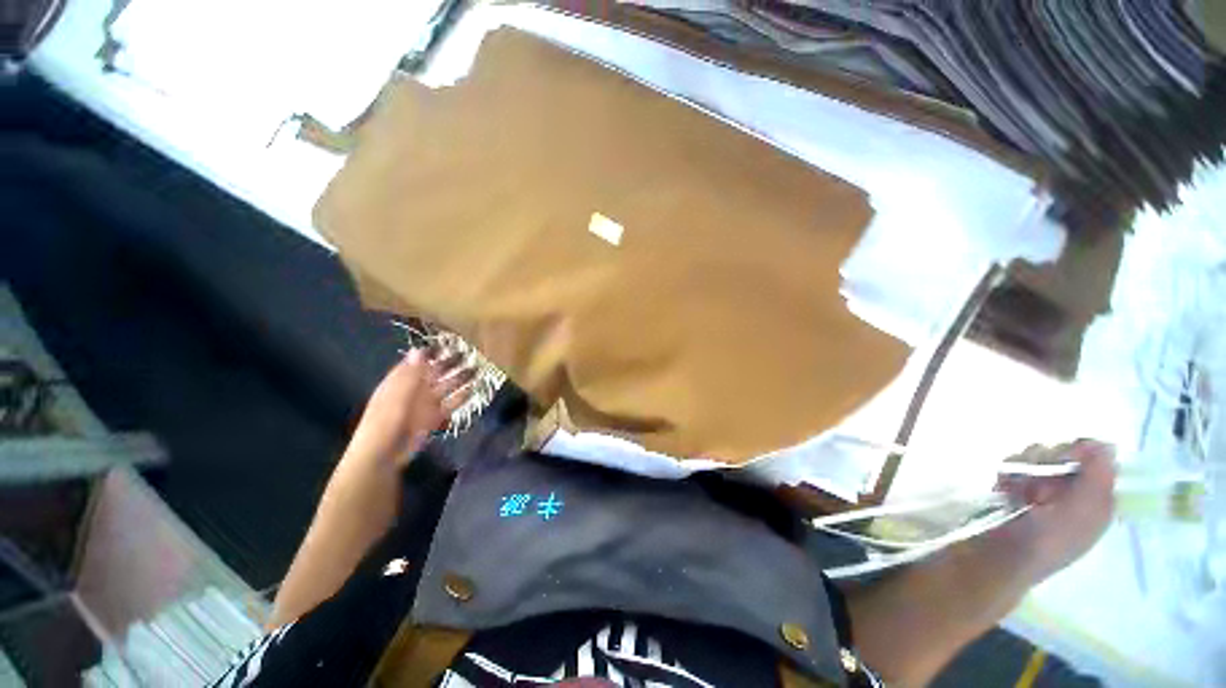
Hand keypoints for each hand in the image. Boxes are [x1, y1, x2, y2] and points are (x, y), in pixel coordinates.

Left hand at [347, 349, 474, 467]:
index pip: (416, 362)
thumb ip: (411, 374)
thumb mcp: (396, 395)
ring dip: (460, 378)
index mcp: (400, 381)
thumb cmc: (384, 423)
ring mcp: (426, 404)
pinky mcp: (435, 417)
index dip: (431, 353)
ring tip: (478, 368)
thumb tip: (420, 349)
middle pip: (435, 373)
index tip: (448, 343)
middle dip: (451, 363)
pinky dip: (463, 396)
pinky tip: (475, 388)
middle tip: (470, 353)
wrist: (384, 455)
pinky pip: (451, 404)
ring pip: (446, 387)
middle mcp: (414, 389)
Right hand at [994, 440, 1116, 584]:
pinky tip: (1003, 487)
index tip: (1066, 456)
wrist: (996, 559)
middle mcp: (1073, 494)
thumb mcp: (1080, 512)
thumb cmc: (1045, 539)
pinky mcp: (1014, 491)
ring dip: (1024, 468)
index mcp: (1098, 502)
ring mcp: (1041, 492)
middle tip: (1038, 482)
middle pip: (1064, 455)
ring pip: (1036, 459)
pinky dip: (1008, 474)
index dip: (1081, 453)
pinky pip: (1014, 468)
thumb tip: (1107, 442)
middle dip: (1048, 461)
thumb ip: (1096, 477)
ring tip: (1016, 489)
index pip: (1097, 460)